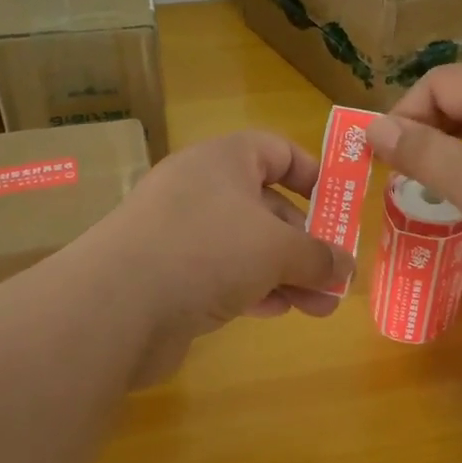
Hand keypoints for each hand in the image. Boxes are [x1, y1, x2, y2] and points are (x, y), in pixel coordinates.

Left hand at [82, 131, 356, 384]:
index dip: (312, 174)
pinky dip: (253, 289)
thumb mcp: (277, 249)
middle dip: (306, 242)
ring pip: (246, 246)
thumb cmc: (207, 251)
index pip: (276, 150)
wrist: (115, 306)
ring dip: (287, 274)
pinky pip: (221, 274)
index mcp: (223, 161)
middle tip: (336, 274)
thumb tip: (345, 266)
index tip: (339, 206)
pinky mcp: (167, 274)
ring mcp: (179, 233)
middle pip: (266, 205)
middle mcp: (199, 189)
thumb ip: (318, 255)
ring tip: (322, 307)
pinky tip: (279, 312)